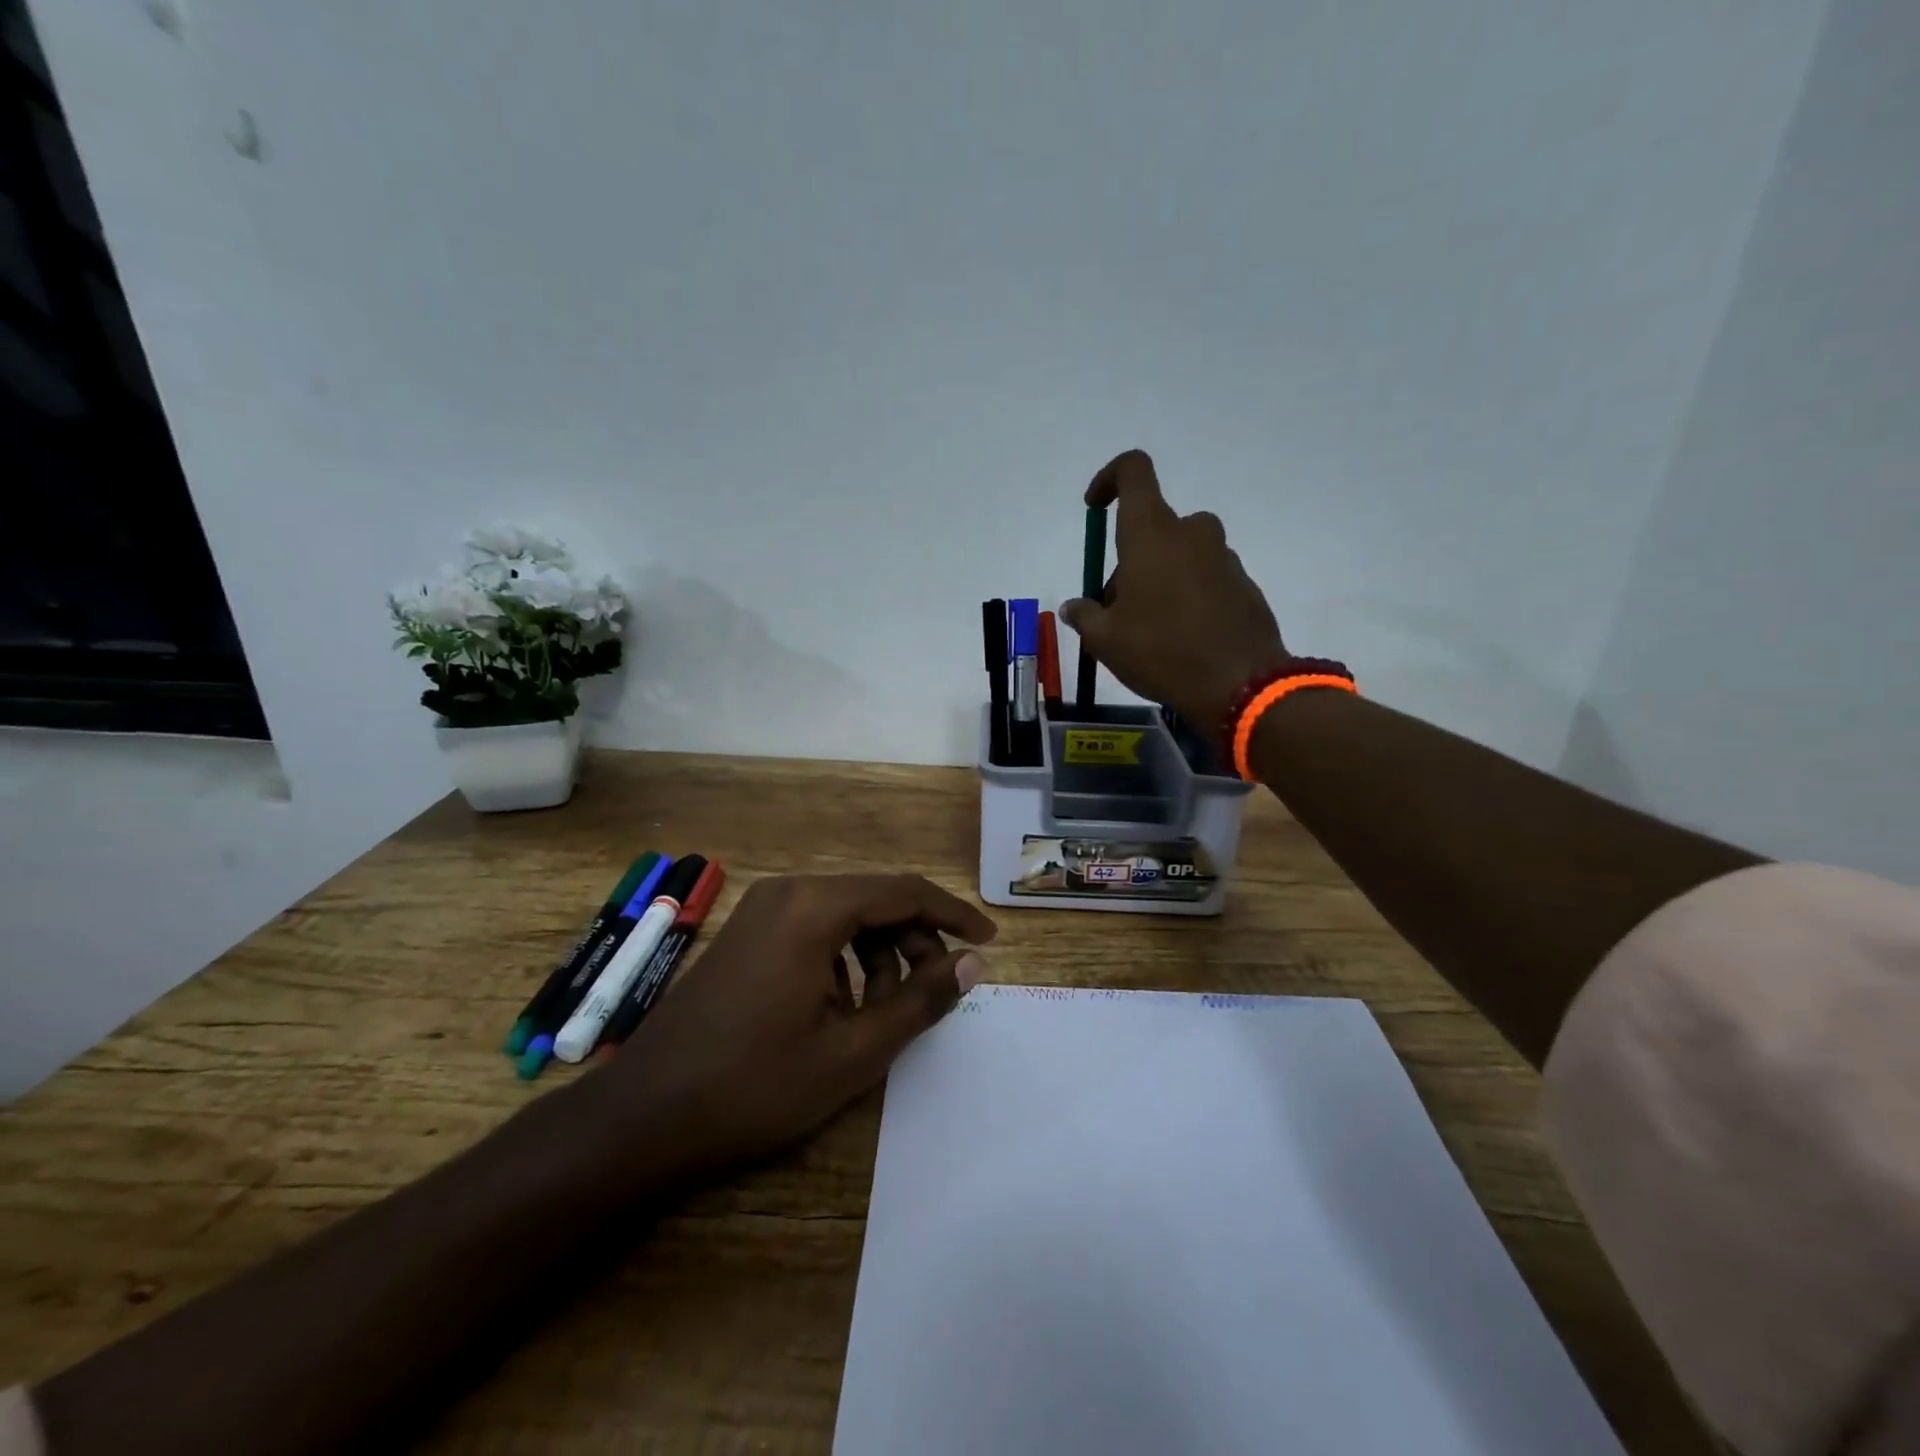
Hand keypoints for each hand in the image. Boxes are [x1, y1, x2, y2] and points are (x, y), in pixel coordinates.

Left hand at [602, 874, 995, 1173]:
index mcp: (815, 907)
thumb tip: (970, 964)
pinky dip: (845, 959)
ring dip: (880, 953)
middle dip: (915, 940)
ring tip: (887, 1010)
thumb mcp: (852, 1052)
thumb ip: (919, 1001)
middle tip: (937, 991)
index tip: (988, 943)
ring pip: (846, 914)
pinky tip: (844, 1008)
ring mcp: (762, 910)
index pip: (905, 891)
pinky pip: (815, 929)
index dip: (953, 915)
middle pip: (876, 899)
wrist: (642, 1114)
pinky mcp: (747, 932)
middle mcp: (789, 892)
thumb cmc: (753, 1084)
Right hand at [1059, 450, 1290, 730]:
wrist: (1240, 685)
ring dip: (1159, 578)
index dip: (1109, 479)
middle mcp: (1191, 534)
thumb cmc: (1161, 651)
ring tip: (1147, 630)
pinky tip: (1181, 639)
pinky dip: (1188, 596)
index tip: (1094, 507)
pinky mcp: (1244, 585)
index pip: (1133, 471)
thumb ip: (1085, 616)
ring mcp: (1223, 558)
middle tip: (1115, 609)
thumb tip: (1074, 607)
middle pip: (1153, 527)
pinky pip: (1205, 578)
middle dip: (1129, 560)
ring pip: (1180, 554)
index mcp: (1151, 533)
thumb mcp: (1105, 640)